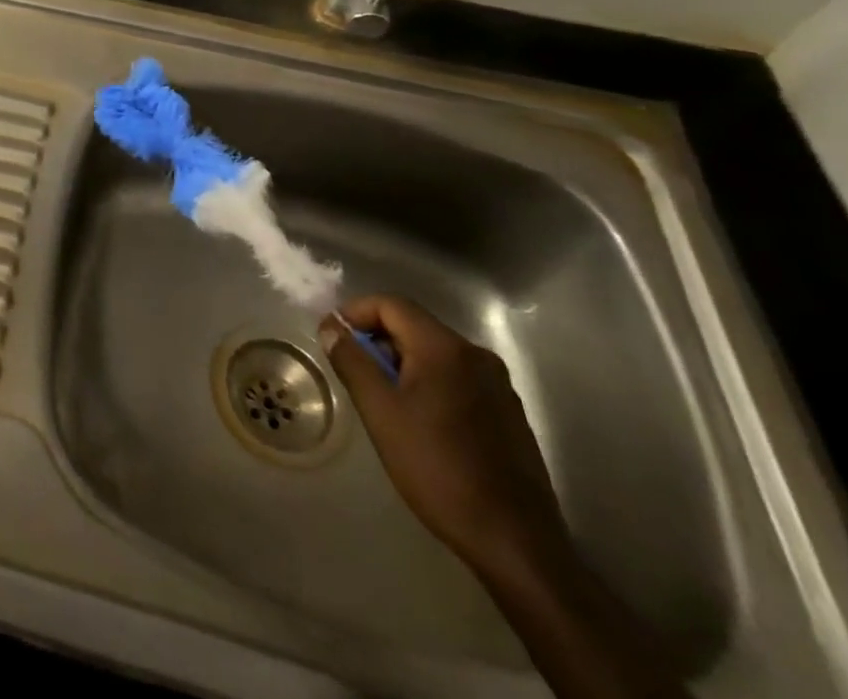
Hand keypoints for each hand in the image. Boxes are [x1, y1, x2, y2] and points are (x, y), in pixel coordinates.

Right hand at [322, 294, 570, 581]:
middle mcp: (477, 356)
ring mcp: (499, 386)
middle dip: (377, 339)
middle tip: (353, 369)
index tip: (333, 337)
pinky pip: (457, 378)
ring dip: (402, 362)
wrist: (515, 543)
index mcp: (445, 348)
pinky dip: (429, 382)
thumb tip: (332, 328)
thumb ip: (352, 361)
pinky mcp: (509, 414)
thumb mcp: (380, 412)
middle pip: (414, 326)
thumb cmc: (438, 469)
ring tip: (382, 397)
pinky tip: (420, 420)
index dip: (355, 312)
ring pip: (436, 353)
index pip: (391, 304)